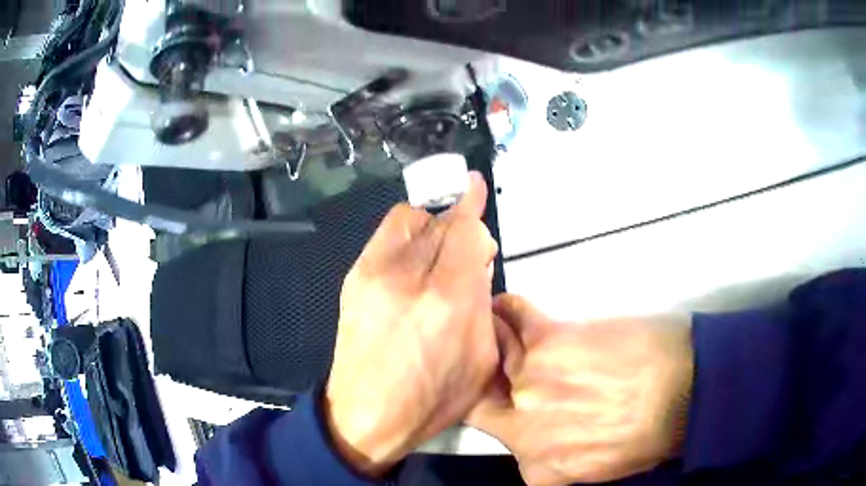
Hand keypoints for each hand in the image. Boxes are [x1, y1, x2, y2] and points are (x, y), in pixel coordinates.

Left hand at [325, 172, 499, 476]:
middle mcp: (409, 276)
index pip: (466, 230)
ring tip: (440, 254)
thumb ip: (484, 303)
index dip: (475, 205)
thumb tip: (477, 263)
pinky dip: (408, 234)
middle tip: (469, 253)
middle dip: (462, 227)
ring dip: (433, 226)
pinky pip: (388, 233)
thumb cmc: (432, 399)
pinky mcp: (355, 276)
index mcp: (448, 301)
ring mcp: (374, 272)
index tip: (477, 186)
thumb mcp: (481, 361)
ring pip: (412, 217)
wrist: (366, 414)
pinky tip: (414, 261)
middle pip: (442, 221)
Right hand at [469, 295, 693, 484]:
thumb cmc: (656, 431)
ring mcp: (533, 382)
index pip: (509, 446)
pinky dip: (507, 309)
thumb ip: (563, 458)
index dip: (517, 425)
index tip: (522, 410)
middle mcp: (525, 428)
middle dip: (489, 390)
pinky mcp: (551, 340)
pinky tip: (507, 308)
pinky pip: (513, 316)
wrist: (689, 389)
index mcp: (540, 467)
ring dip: (497, 345)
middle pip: (482, 405)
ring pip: (493, 356)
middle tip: (503, 373)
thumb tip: (555, 436)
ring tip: (505, 334)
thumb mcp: (601, 466)